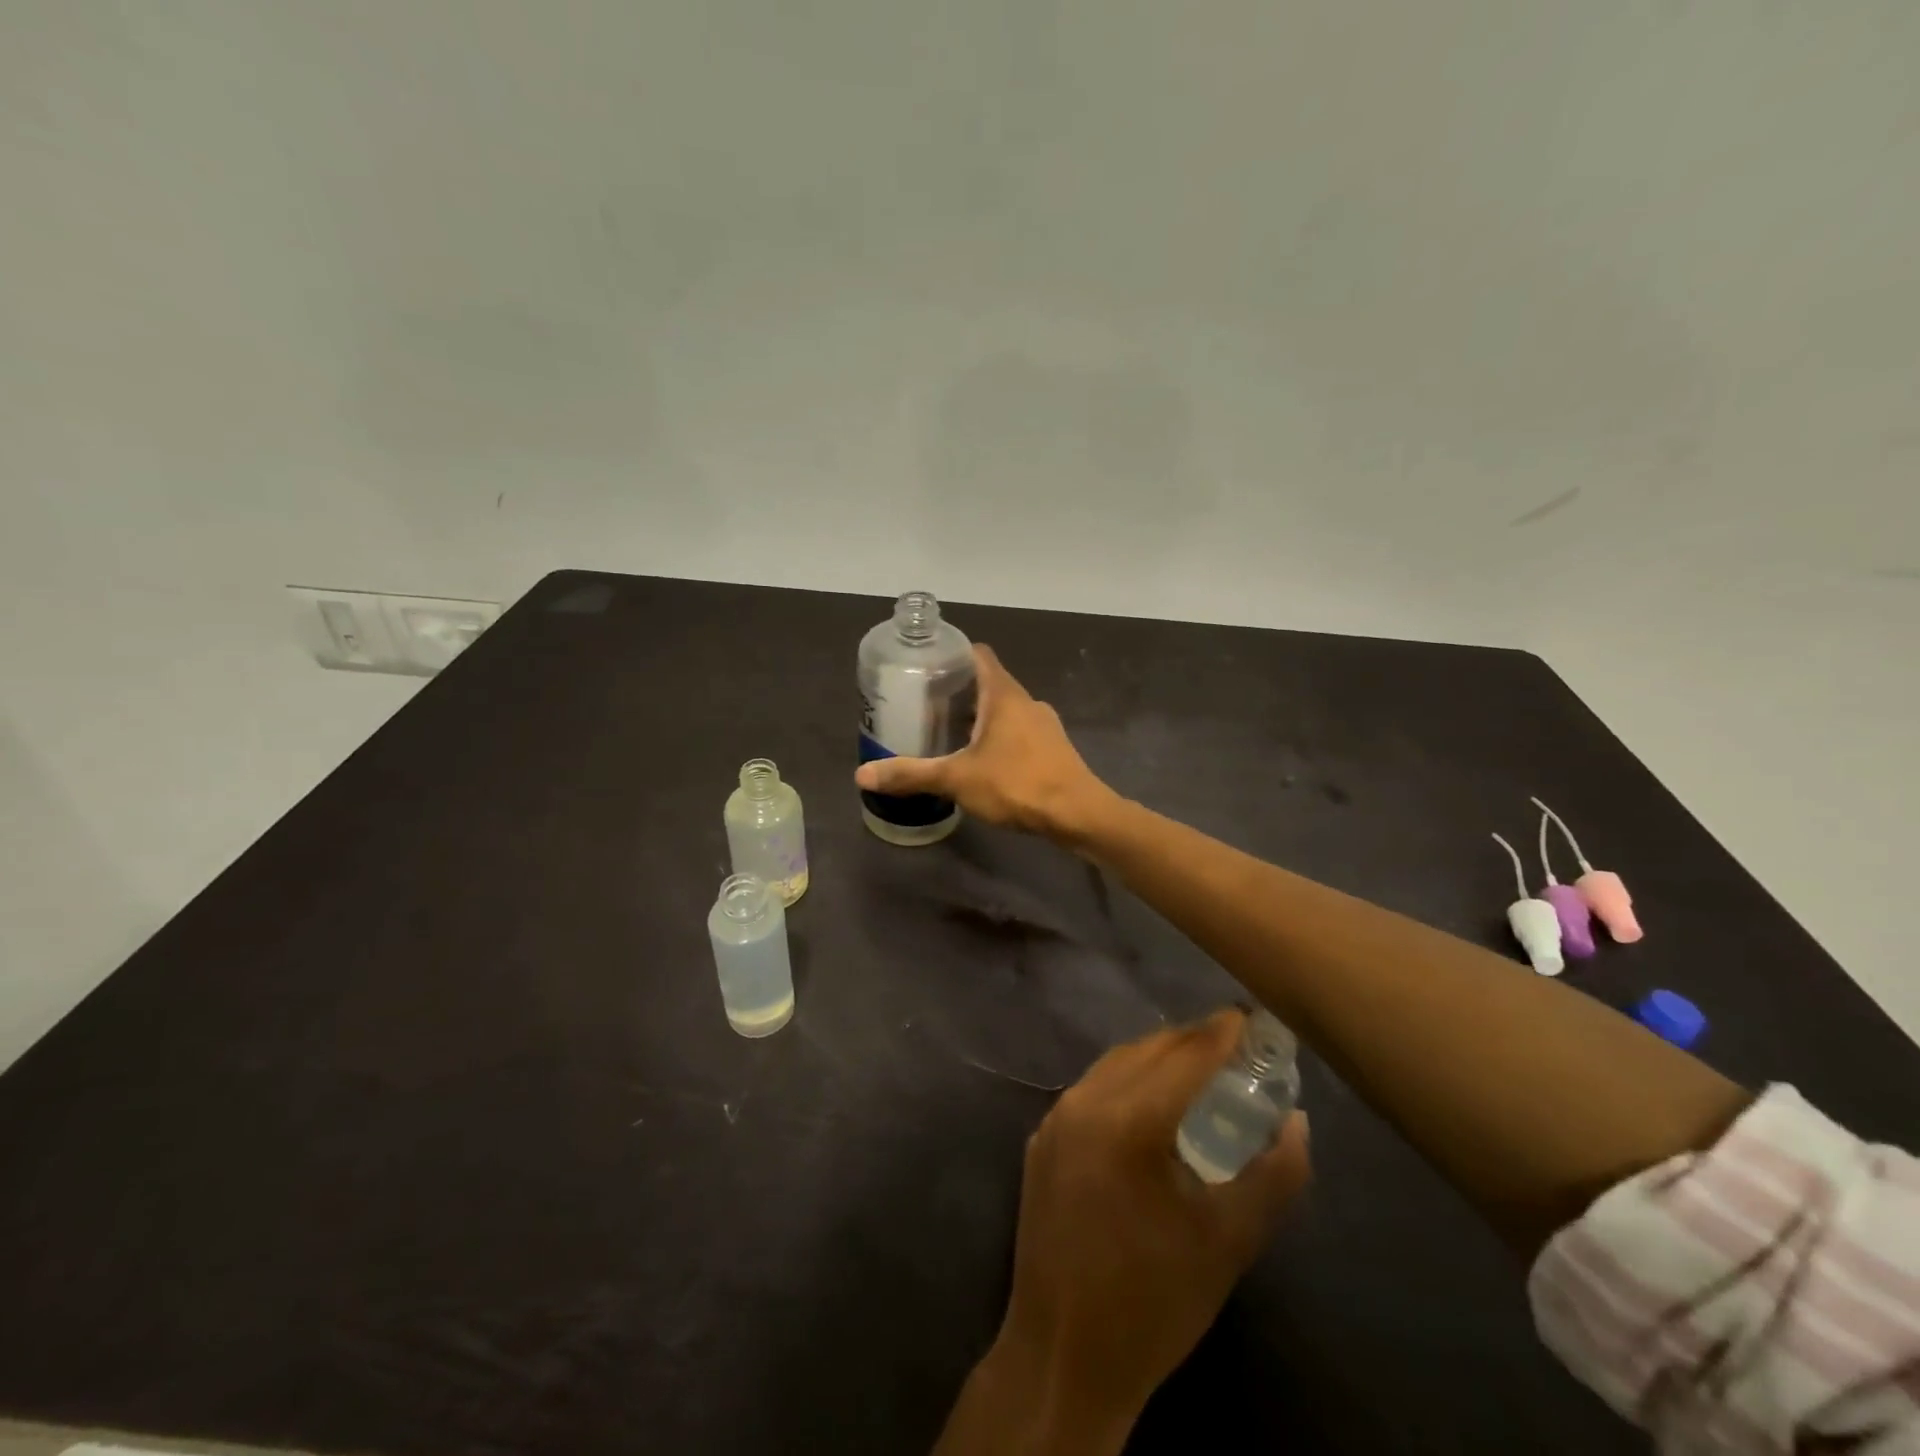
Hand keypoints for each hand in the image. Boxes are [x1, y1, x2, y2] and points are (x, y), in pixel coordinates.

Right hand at [854, 645, 1113, 840]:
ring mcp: (1044, 725)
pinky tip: (981, 761)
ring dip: (978, 717)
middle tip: (925, 706)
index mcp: (1004, 694)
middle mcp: (1026, 701)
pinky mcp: (1053, 749)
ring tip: (948, 734)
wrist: (1078, 815)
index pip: (978, 654)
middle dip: (958, 692)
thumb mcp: (957, 779)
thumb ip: (911, 774)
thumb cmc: (1017, 784)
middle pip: (989, 683)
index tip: (926, 666)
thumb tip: (861, 776)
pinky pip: (1018, 732)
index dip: (953, 654)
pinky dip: (997, 738)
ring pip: (1004, 711)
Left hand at [982, 1011, 1311, 1444]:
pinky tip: (1151, 1104)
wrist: (1062, 1354)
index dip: (1223, 1032)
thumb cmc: (1154, 1302)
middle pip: (1148, 1049)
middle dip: (1193, 1040)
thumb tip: (1296, 1121)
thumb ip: (1273, 1176)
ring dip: (1159, 1057)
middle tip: (1235, 1045)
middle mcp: (1084, 1102)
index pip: (1185, 1055)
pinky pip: (1092, 1089)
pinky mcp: (1041, 1139)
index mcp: (1127, 1120)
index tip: (1254, 1017)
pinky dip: (1127, 1081)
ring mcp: (1055, 1118)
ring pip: (1115, 1064)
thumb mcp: (1228, 1243)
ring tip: (1200, 1067)